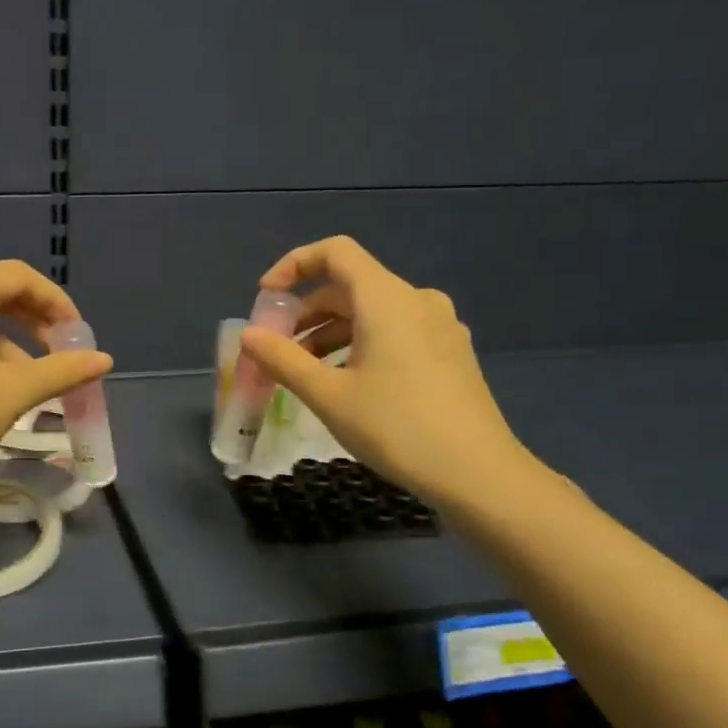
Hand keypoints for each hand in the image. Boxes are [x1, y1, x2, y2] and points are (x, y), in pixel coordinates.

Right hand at [236, 236, 537, 509]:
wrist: (478, 475)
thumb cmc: (396, 427)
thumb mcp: (328, 395)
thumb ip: (282, 359)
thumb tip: (249, 335)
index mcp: (387, 299)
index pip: (335, 252)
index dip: (294, 265)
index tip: (266, 297)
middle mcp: (417, 300)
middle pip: (350, 285)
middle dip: (307, 311)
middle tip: (277, 348)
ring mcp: (440, 326)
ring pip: (372, 312)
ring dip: (331, 332)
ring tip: (305, 372)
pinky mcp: (450, 352)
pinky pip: (395, 331)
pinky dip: (360, 344)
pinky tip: (348, 383)